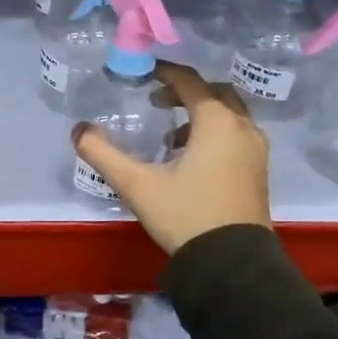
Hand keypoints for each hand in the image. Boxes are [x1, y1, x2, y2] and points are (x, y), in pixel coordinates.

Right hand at [71, 60, 270, 253]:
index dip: (165, 73)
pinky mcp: (258, 172)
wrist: (232, 265)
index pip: (190, 82)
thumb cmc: (186, 215)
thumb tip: (79, 130)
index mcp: (216, 122)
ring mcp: (255, 151)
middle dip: (185, 91)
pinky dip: (214, 133)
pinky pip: (236, 135)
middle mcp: (242, 128)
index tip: (143, 73)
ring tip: (170, 135)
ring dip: (201, 114)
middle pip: (215, 93)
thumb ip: (103, 154)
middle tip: (157, 101)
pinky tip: (190, 159)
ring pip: (229, 115)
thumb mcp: (137, 185)